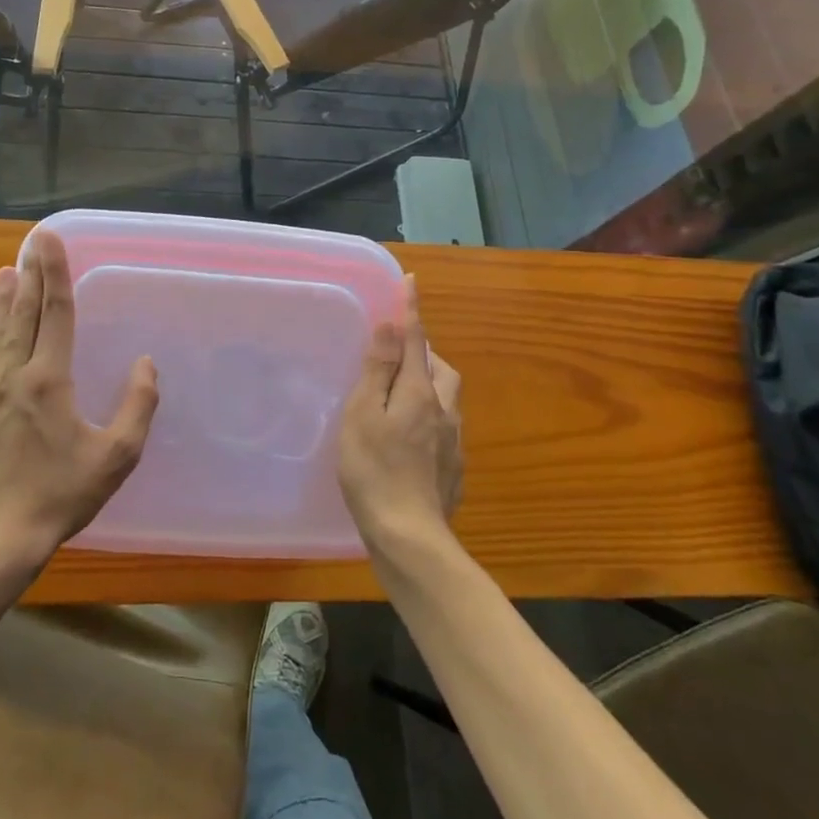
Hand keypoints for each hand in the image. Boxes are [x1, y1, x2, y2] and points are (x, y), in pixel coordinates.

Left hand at [0, 230, 158, 564]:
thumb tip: (146, 364)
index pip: (56, 314)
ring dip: (1, 302)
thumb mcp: (117, 454)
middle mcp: (13, 377)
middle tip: (29, 243)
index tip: (49, 240)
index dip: (55, 274)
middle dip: (28, 275)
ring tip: (4, 271)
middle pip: (22, 315)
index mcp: (49, 380)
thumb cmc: (64, 494)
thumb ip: (138, 405)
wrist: (0, 537)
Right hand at [337, 277, 462, 551]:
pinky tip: (410, 441)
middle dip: (424, 354)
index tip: (411, 282)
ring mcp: (454, 443)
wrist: (409, 536)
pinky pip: (445, 429)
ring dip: (429, 386)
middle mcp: (445, 411)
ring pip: (447, 399)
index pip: (417, 340)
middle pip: (441, 369)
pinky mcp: (454, 469)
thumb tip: (393, 326)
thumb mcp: (364, 413)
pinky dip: (429, 419)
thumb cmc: (374, 469)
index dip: (412, 310)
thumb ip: (379, 369)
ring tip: (400, 398)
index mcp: (421, 392)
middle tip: (396, 359)